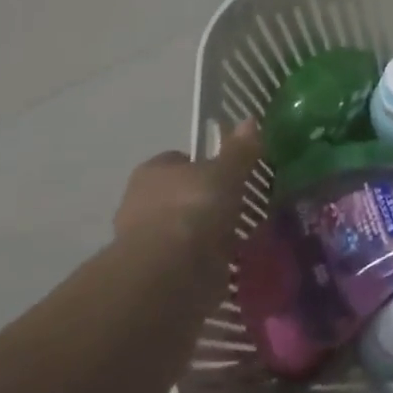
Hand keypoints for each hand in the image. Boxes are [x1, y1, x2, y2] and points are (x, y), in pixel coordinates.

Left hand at [113, 122, 262, 267]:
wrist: (170, 271)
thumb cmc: (193, 208)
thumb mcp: (225, 172)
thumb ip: (239, 150)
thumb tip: (251, 120)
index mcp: (152, 172)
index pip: (178, 161)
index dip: (203, 164)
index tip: (231, 174)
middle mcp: (142, 203)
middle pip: (181, 195)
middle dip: (207, 201)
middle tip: (242, 204)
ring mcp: (150, 240)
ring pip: (186, 228)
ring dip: (209, 233)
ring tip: (246, 234)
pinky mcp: (161, 272)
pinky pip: (191, 259)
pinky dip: (210, 259)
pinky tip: (236, 259)